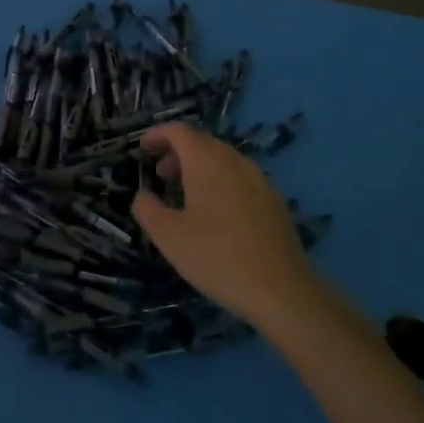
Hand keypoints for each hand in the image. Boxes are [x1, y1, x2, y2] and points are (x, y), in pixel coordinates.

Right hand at [131, 123, 313, 327]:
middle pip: (202, 143)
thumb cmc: (217, 257)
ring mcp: (260, 180)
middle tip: (160, 175)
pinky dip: (221, 182)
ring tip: (186, 195)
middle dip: (177, 153)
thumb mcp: (168, 236)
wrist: (281, 291)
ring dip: (200, 168)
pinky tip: (217, 214)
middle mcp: (235, 161)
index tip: (142, 148)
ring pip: (224, 160)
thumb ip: (147, 209)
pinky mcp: (275, 201)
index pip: (179, 131)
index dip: (157, 134)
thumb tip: (143, 196)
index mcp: (207, 162)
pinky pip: (241, 179)